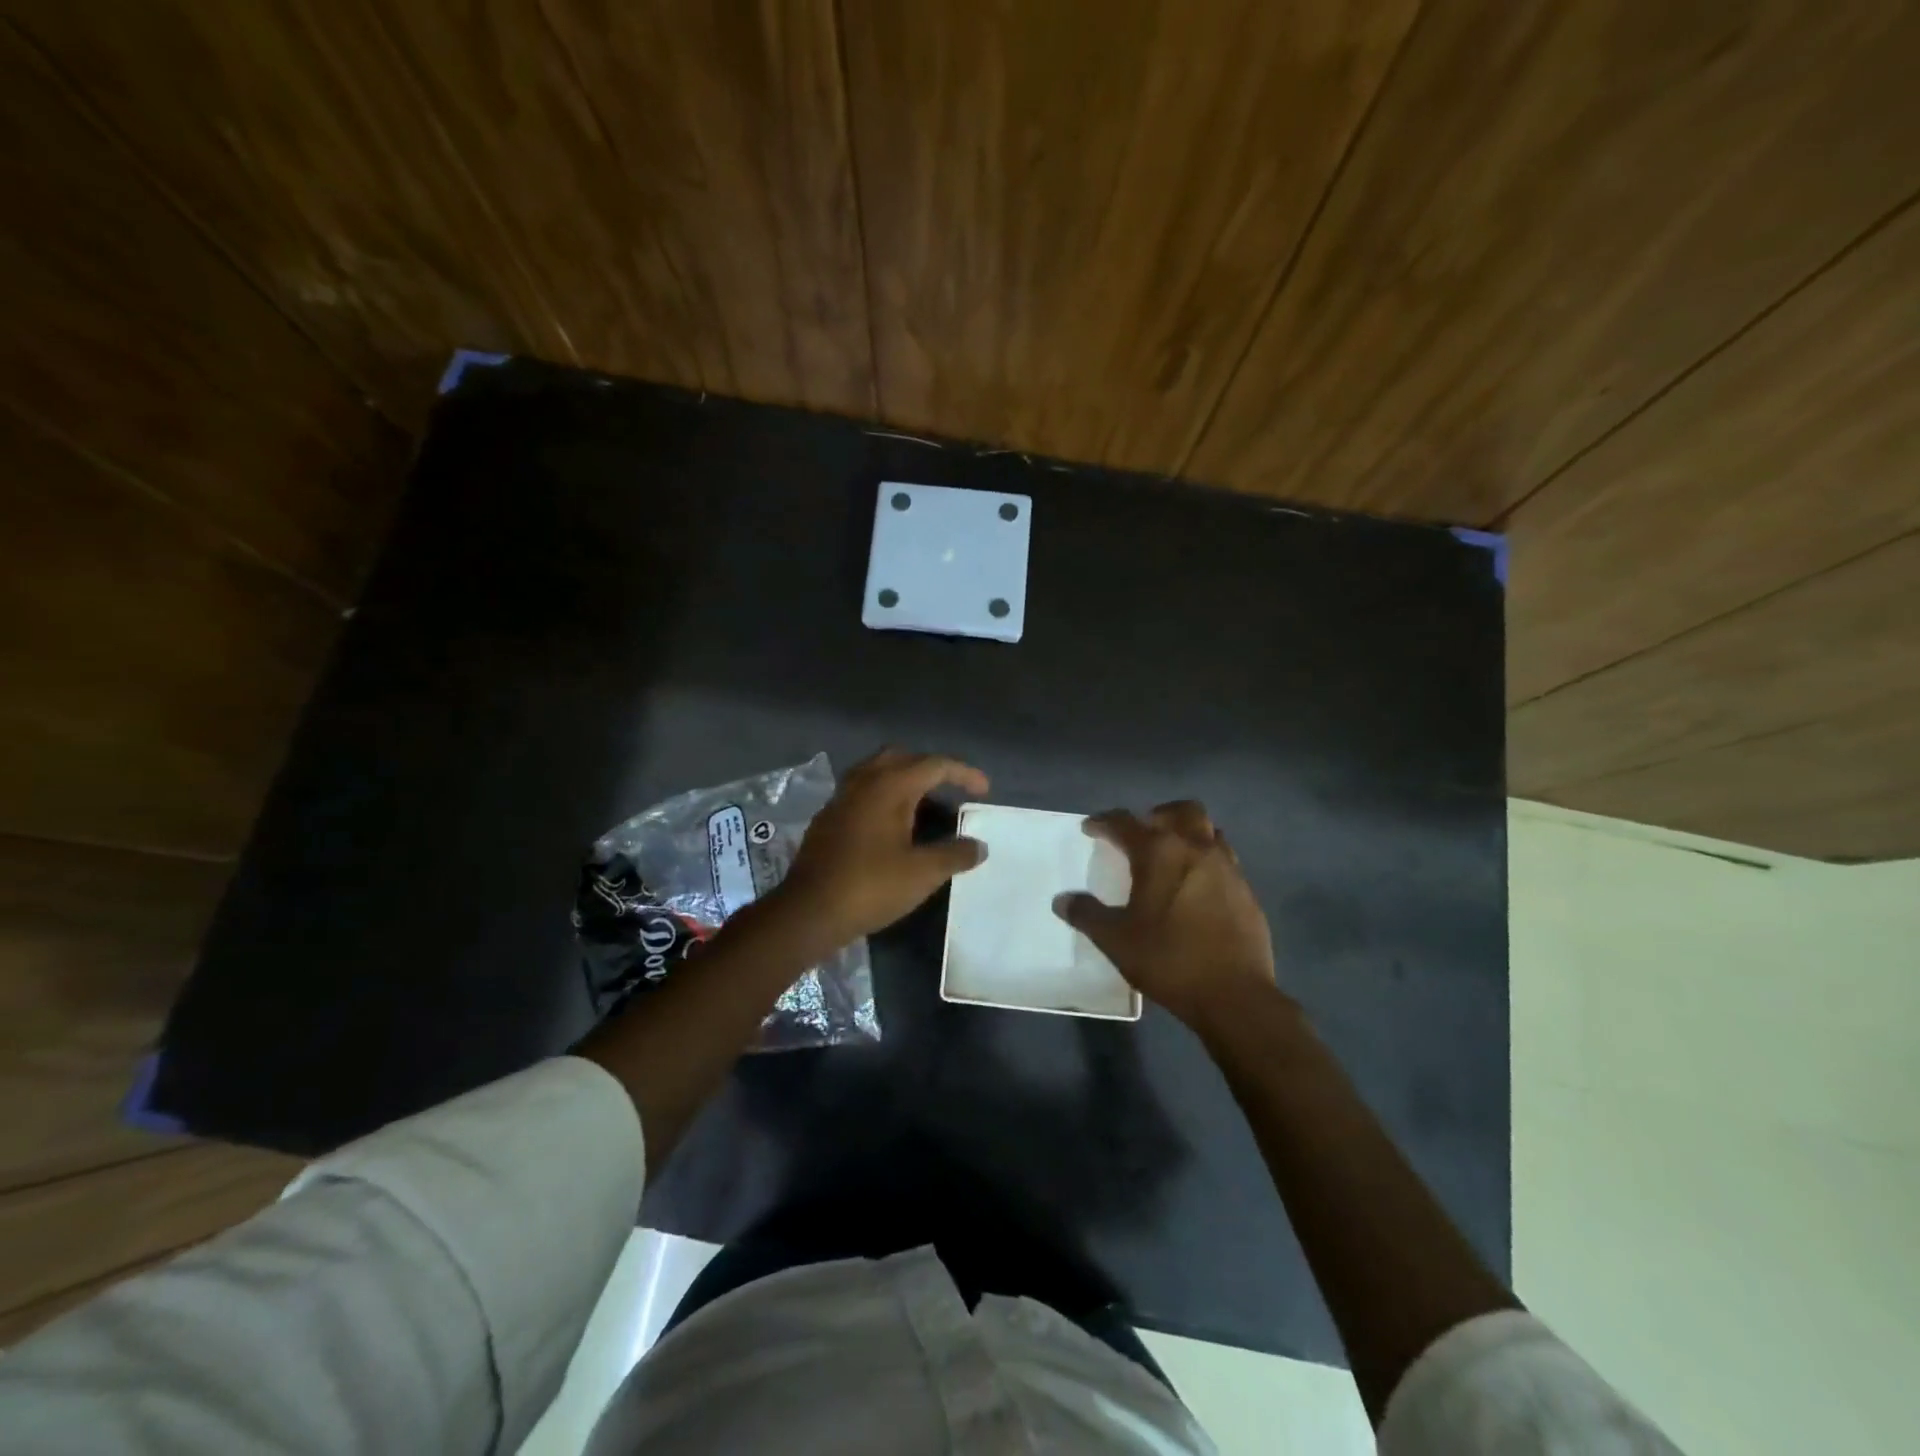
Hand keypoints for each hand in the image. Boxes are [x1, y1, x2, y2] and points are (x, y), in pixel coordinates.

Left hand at [772, 749, 989, 950]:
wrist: (808, 911)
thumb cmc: (870, 887)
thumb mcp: (922, 874)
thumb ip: (955, 855)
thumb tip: (978, 845)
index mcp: (889, 786)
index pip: (934, 765)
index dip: (963, 773)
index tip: (984, 791)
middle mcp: (863, 782)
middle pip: (902, 758)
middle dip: (930, 768)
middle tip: (950, 790)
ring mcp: (840, 799)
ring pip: (877, 772)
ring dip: (903, 780)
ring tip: (923, 807)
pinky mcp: (827, 819)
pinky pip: (861, 792)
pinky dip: (883, 797)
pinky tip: (891, 827)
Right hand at [1054, 801, 1276, 1031]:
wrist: (1234, 995)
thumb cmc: (1168, 959)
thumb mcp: (1116, 940)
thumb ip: (1087, 915)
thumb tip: (1063, 900)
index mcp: (1159, 852)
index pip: (1125, 822)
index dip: (1103, 822)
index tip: (1090, 829)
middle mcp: (1196, 848)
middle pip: (1181, 811)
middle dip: (1157, 815)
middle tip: (1142, 834)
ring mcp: (1228, 868)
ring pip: (1209, 831)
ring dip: (1188, 835)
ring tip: (1172, 858)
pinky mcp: (1246, 891)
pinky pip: (1225, 860)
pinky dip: (1207, 862)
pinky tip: (1197, 888)